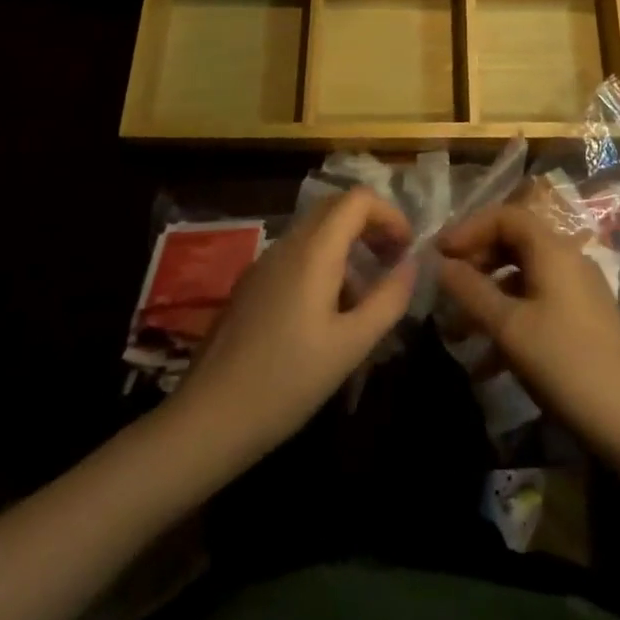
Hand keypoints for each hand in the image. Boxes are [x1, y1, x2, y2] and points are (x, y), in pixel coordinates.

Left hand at [172, 188, 415, 463]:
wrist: (207, 420)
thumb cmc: (286, 382)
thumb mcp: (350, 346)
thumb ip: (388, 299)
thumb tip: (412, 264)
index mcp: (314, 250)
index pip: (358, 198)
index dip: (389, 214)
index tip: (406, 249)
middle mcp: (288, 244)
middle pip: (336, 207)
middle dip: (370, 225)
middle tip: (391, 261)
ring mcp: (264, 263)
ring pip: (316, 231)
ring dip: (348, 247)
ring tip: (365, 297)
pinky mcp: (251, 285)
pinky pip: (296, 254)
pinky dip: (324, 264)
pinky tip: (327, 315)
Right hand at [437, 205, 619, 454]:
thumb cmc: (564, 363)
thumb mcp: (509, 327)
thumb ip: (471, 291)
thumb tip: (440, 264)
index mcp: (553, 249)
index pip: (506, 215)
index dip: (469, 228)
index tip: (439, 254)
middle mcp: (568, 258)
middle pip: (515, 242)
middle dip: (477, 261)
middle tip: (447, 287)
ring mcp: (579, 289)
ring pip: (524, 276)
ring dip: (490, 295)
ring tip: (459, 329)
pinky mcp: (583, 318)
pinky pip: (538, 302)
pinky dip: (510, 317)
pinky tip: (487, 361)